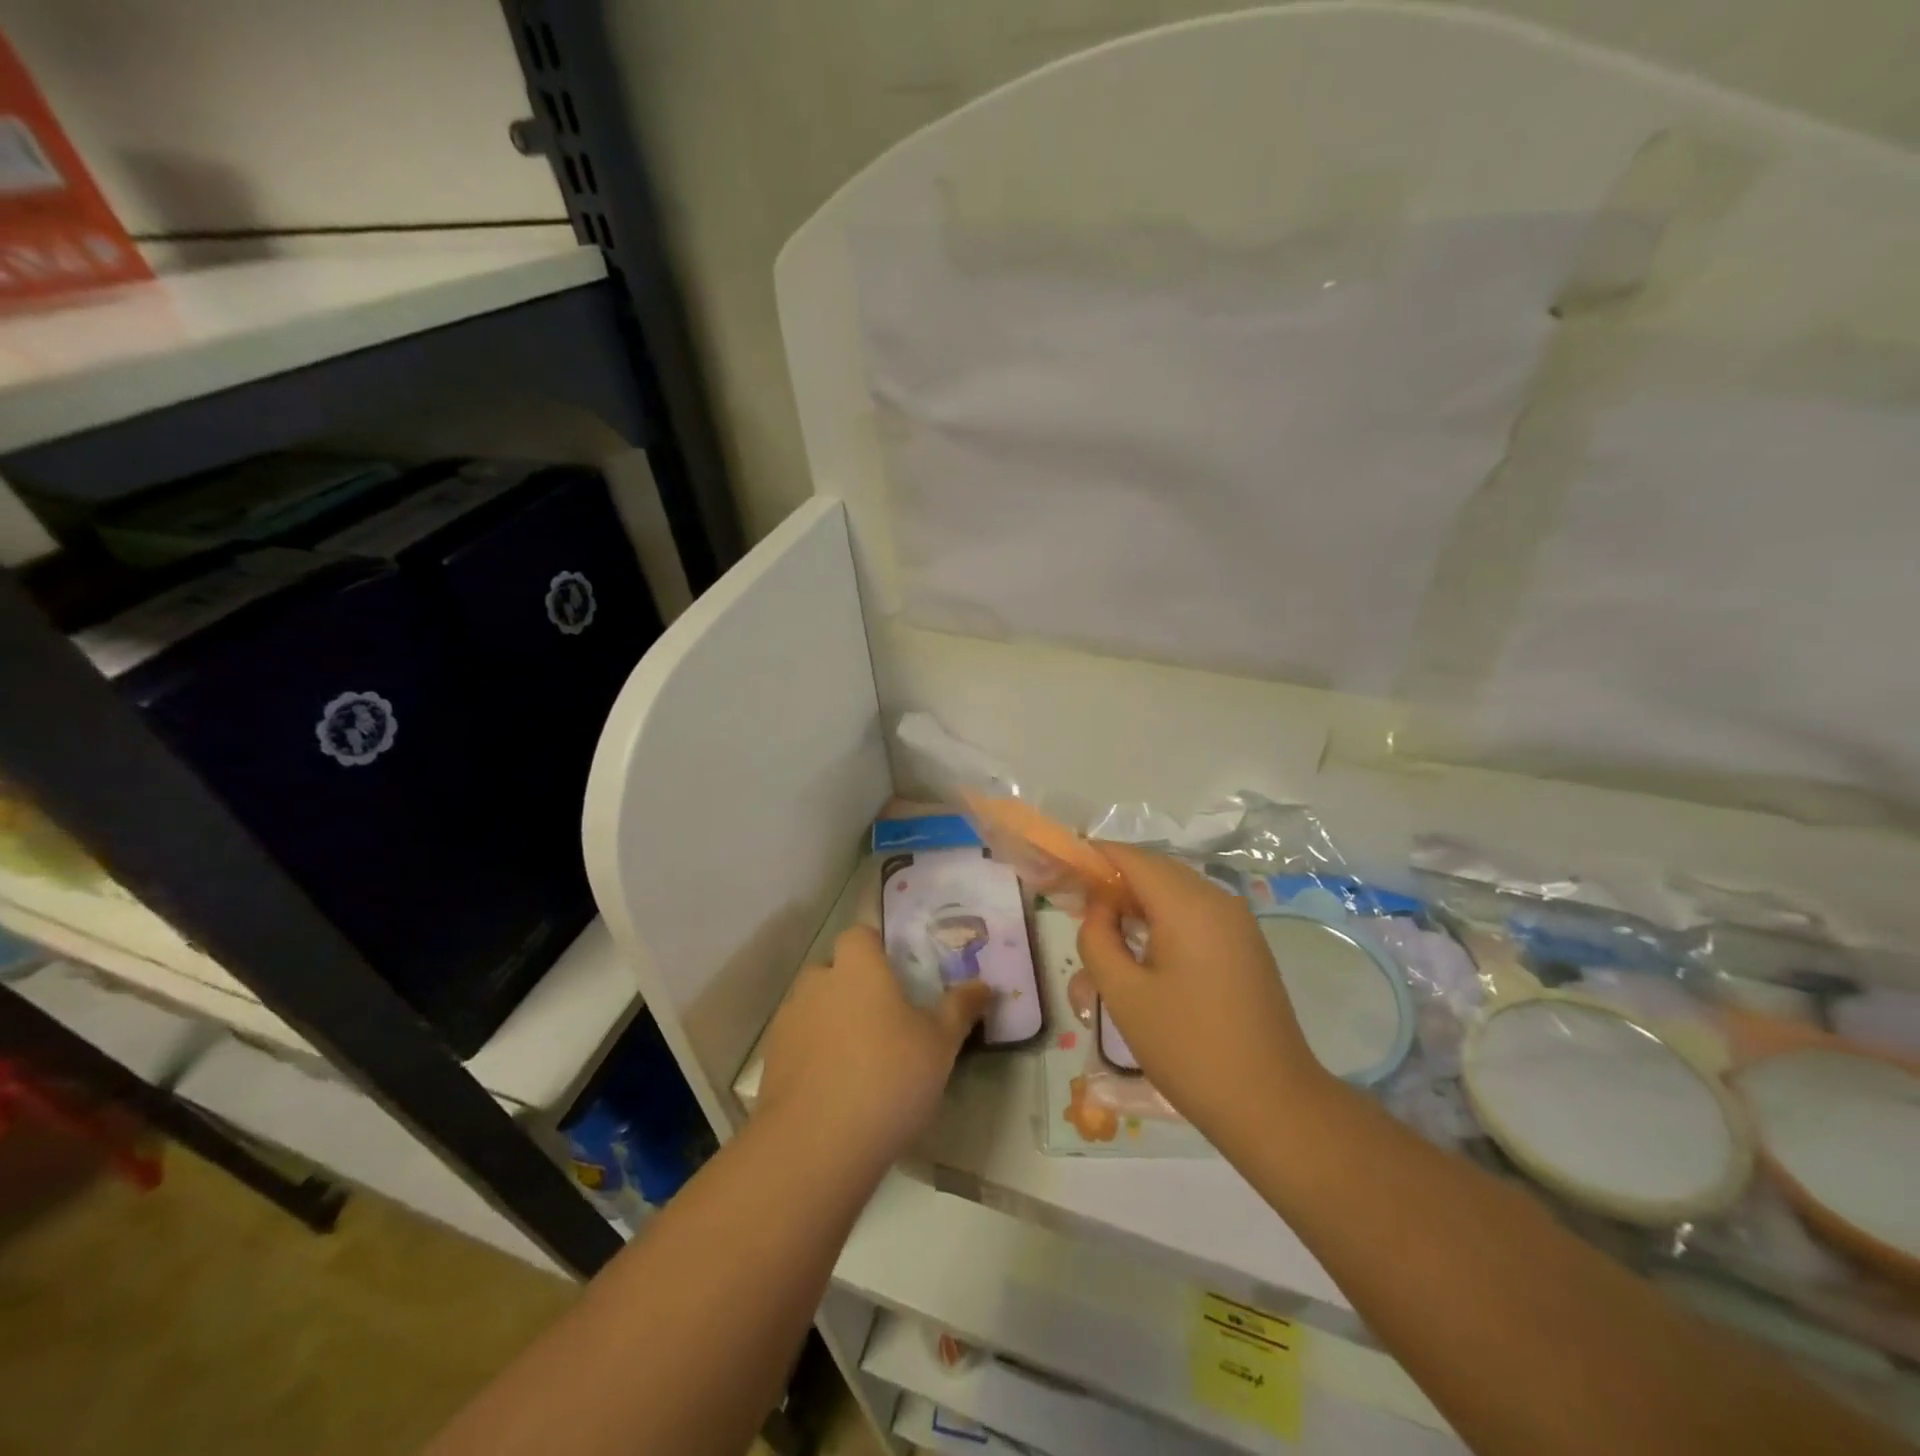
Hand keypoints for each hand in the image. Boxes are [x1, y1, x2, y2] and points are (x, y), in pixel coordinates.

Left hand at [756, 925, 989, 1170]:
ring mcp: (789, 1019)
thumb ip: (960, 1008)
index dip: (876, 950)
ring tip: (860, 1059)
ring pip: (814, 1006)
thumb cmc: (888, 1077)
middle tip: (884, 1020)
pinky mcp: (771, 1059)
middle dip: (855, 987)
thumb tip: (984, 985)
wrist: (816, 1144)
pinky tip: (835, 1087)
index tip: (897, 975)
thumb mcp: (940, 1044)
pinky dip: (813, 1053)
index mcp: (858, 967)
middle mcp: (818, 982)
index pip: (860, 935)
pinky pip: (799, 1041)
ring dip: (832, 1020)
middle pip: (835, 970)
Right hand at [1079, 843, 1333, 1143]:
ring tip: (1105, 929)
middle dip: (1114, 880)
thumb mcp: (1124, 995)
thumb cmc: (1188, 1049)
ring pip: (1176, 890)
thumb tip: (1098, 907)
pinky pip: (1196, 911)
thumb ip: (1097, 939)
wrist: (1273, 1106)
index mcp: (1188, 905)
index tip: (1062, 874)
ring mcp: (1238, 922)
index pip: (1131, 858)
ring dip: (1138, 899)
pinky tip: (1144, 947)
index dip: (1093, 858)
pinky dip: (1164, 915)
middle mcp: (1218, 900)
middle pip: (1155, 869)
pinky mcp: (1246, 944)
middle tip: (1077, 906)